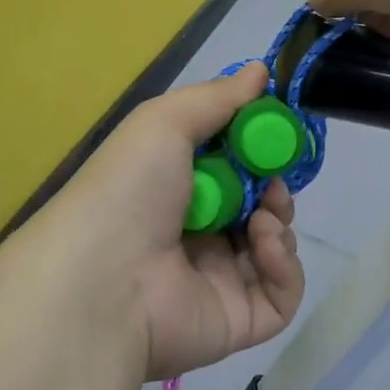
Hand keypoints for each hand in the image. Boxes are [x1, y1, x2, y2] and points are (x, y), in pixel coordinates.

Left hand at [35, 63, 305, 379]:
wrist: (104, 279)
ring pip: (273, 245)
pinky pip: (281, 293)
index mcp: (175, 190)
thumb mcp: (165, 122)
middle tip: (273, 179)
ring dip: (279, 220)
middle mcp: (197, 233)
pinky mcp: (238, 319)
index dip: (257, 148)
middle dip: (274, 185)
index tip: (277, 132)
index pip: (231, 167)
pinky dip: (285, 264)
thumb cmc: (130, 189)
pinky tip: (264, 244)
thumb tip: (261, 70)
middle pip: (257, 204)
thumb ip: (217, 97)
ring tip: (263, 215)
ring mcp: (218, 279)